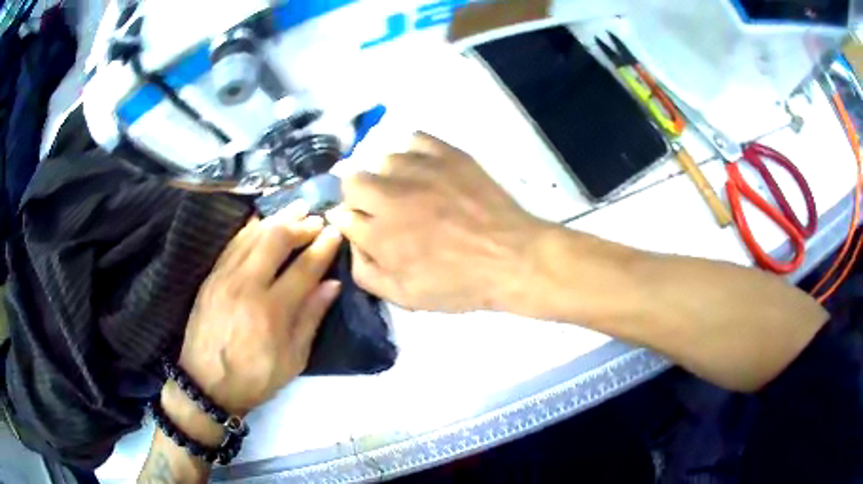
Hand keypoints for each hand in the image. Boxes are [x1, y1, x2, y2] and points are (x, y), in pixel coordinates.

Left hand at [178, 203, 342, 414]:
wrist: (206, 384)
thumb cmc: (255, 378)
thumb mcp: (293, 360)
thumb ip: (311, 318)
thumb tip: (331, 285)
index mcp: (272, 311)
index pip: (303, 268)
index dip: (322, 248)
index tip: (335, 233)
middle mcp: (247, 286)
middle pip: (276, 240)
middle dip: (300, 225)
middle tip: (316, 219)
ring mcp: (225, 278)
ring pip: (253, 235)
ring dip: (277, 219)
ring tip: (296, 210)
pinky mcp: (211, 277)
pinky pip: (233, 243)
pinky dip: (251, 228)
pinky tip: (262, 220)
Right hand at [327, 132, 547, 312]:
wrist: (512, 257)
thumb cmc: (460, 283)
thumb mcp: (406, 297)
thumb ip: (366, 273)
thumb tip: (351, 244)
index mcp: (379, 235)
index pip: (341, 216)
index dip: (349, 221)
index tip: (360, 225)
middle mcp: (391, 196)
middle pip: (352, 180)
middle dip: (356, 194)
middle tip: (378, 207)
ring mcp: (420, 170)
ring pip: (381, 157)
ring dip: (385, 174)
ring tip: (404, 187)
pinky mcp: (447, 154)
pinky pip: (415, 139)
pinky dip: (412, 151)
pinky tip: (422, 167)